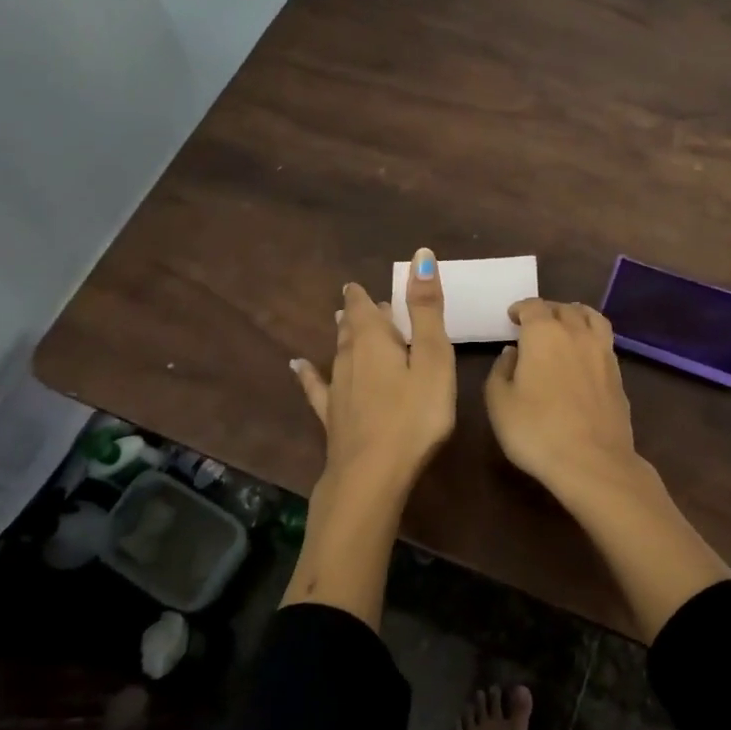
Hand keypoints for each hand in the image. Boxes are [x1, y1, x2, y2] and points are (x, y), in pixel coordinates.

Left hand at [291, 247, 455, 501]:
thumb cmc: (414, 415)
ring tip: (339, 323)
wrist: (371, 475)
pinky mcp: (332, 417)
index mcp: (375, 340)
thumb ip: (426, 309)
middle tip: (359, 302)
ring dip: (341, 337)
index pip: (364, 308)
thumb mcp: (433, 358)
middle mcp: (350, 358)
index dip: (363, 295)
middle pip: (351, 329)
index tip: (359, 284)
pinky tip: (297, 367)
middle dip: (356, 314)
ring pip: (338, 353)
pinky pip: (316, 387)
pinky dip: (308, 374)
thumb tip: (421, 254)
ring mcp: (337, 389)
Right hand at [485, 295, 730, 641]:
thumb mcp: (499, 402)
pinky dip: (591, 337)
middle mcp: (576, 333)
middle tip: (534, 323)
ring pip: (591, 318)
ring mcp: (602, 352)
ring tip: (566, 325)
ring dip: (575, 315)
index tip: (512, 317)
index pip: (532, 306)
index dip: (520, 308)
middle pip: (564, 309)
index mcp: (543, 333)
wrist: (592, 462)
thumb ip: (500, 370)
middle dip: (547, 311)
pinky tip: (584, 353)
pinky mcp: (618, 373)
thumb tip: (512, 353)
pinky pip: (604, 340)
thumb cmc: (537, 430)